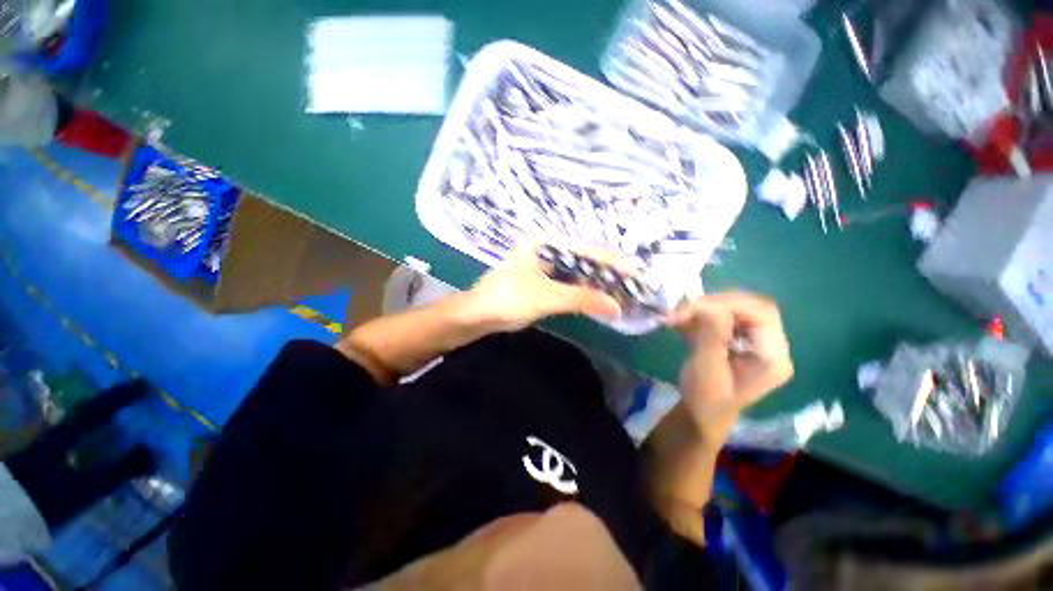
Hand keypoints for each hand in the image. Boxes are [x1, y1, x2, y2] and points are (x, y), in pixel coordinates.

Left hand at [465, 243, 622, 331]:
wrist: (477, 315)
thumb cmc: (507, 299)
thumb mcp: (546, 297)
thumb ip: (582, 299)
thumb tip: (618, 307)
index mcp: (546, 242)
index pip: (588, 250)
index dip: (613, 263)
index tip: (637, 275)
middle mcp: (547, 248)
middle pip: (585, 260)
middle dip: (608, 274)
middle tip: (633, 287)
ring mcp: (544, 264)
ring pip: (578, 272)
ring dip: (597, 284)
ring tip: (622, 293)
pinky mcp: (542, 279)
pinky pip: (569, 283)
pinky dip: (583, 291)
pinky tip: (599, 299)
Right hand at [665, 292, 793, 433]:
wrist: (701, 414)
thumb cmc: (704, 399)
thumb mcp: (706, 369)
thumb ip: (712, 336)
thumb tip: (709, 305)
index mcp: (772, 358)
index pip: (762, 314)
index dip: (729, 304)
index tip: (693, 309)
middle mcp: (771, 345)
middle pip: (751, 306)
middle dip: (715, 303)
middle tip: (684, 309)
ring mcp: (756, 341)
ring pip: (736, 308)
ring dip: (705, 307)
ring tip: (679, 316)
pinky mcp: (741, 339)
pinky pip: (725, 316)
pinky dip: (702, 314)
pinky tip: (684, 321)